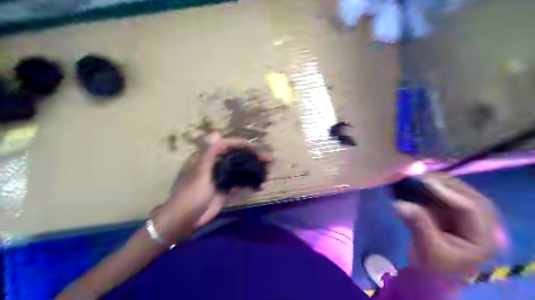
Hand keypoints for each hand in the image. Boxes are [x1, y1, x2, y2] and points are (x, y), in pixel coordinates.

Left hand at [152, 134, 271, 242]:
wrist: (184, 220)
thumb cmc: (190, 194)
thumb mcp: (200, 173)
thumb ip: (209, 153)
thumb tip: (216, 132)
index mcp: (205, 158)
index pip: (225, 145)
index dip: (241, 145)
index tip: (255, 148)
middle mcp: (214, 165)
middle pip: (235, 157)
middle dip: (252, 157)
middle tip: (268, 159)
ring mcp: (220, 178)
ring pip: (239, 169)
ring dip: (252, 168)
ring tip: (268, 170)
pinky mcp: (224, 190)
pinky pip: (238, 183)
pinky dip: (249, 183)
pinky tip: (259, 185)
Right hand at [392, 173, 499, 276]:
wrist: (432, 277)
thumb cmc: (434, 269)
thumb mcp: (428, 249)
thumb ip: (418, 224)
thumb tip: (399, 203)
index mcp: (484, 239)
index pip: (470, 208)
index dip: (447, 192)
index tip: (423, 181)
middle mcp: (482, 225)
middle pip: (468, 196)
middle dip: (444, 183)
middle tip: (420, 176)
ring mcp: (469, 219)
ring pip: (458, 193)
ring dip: (438, 184)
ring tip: (417, 177)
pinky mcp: (454, 215)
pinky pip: (445, 197)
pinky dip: (431, 189)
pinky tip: (417, 184)